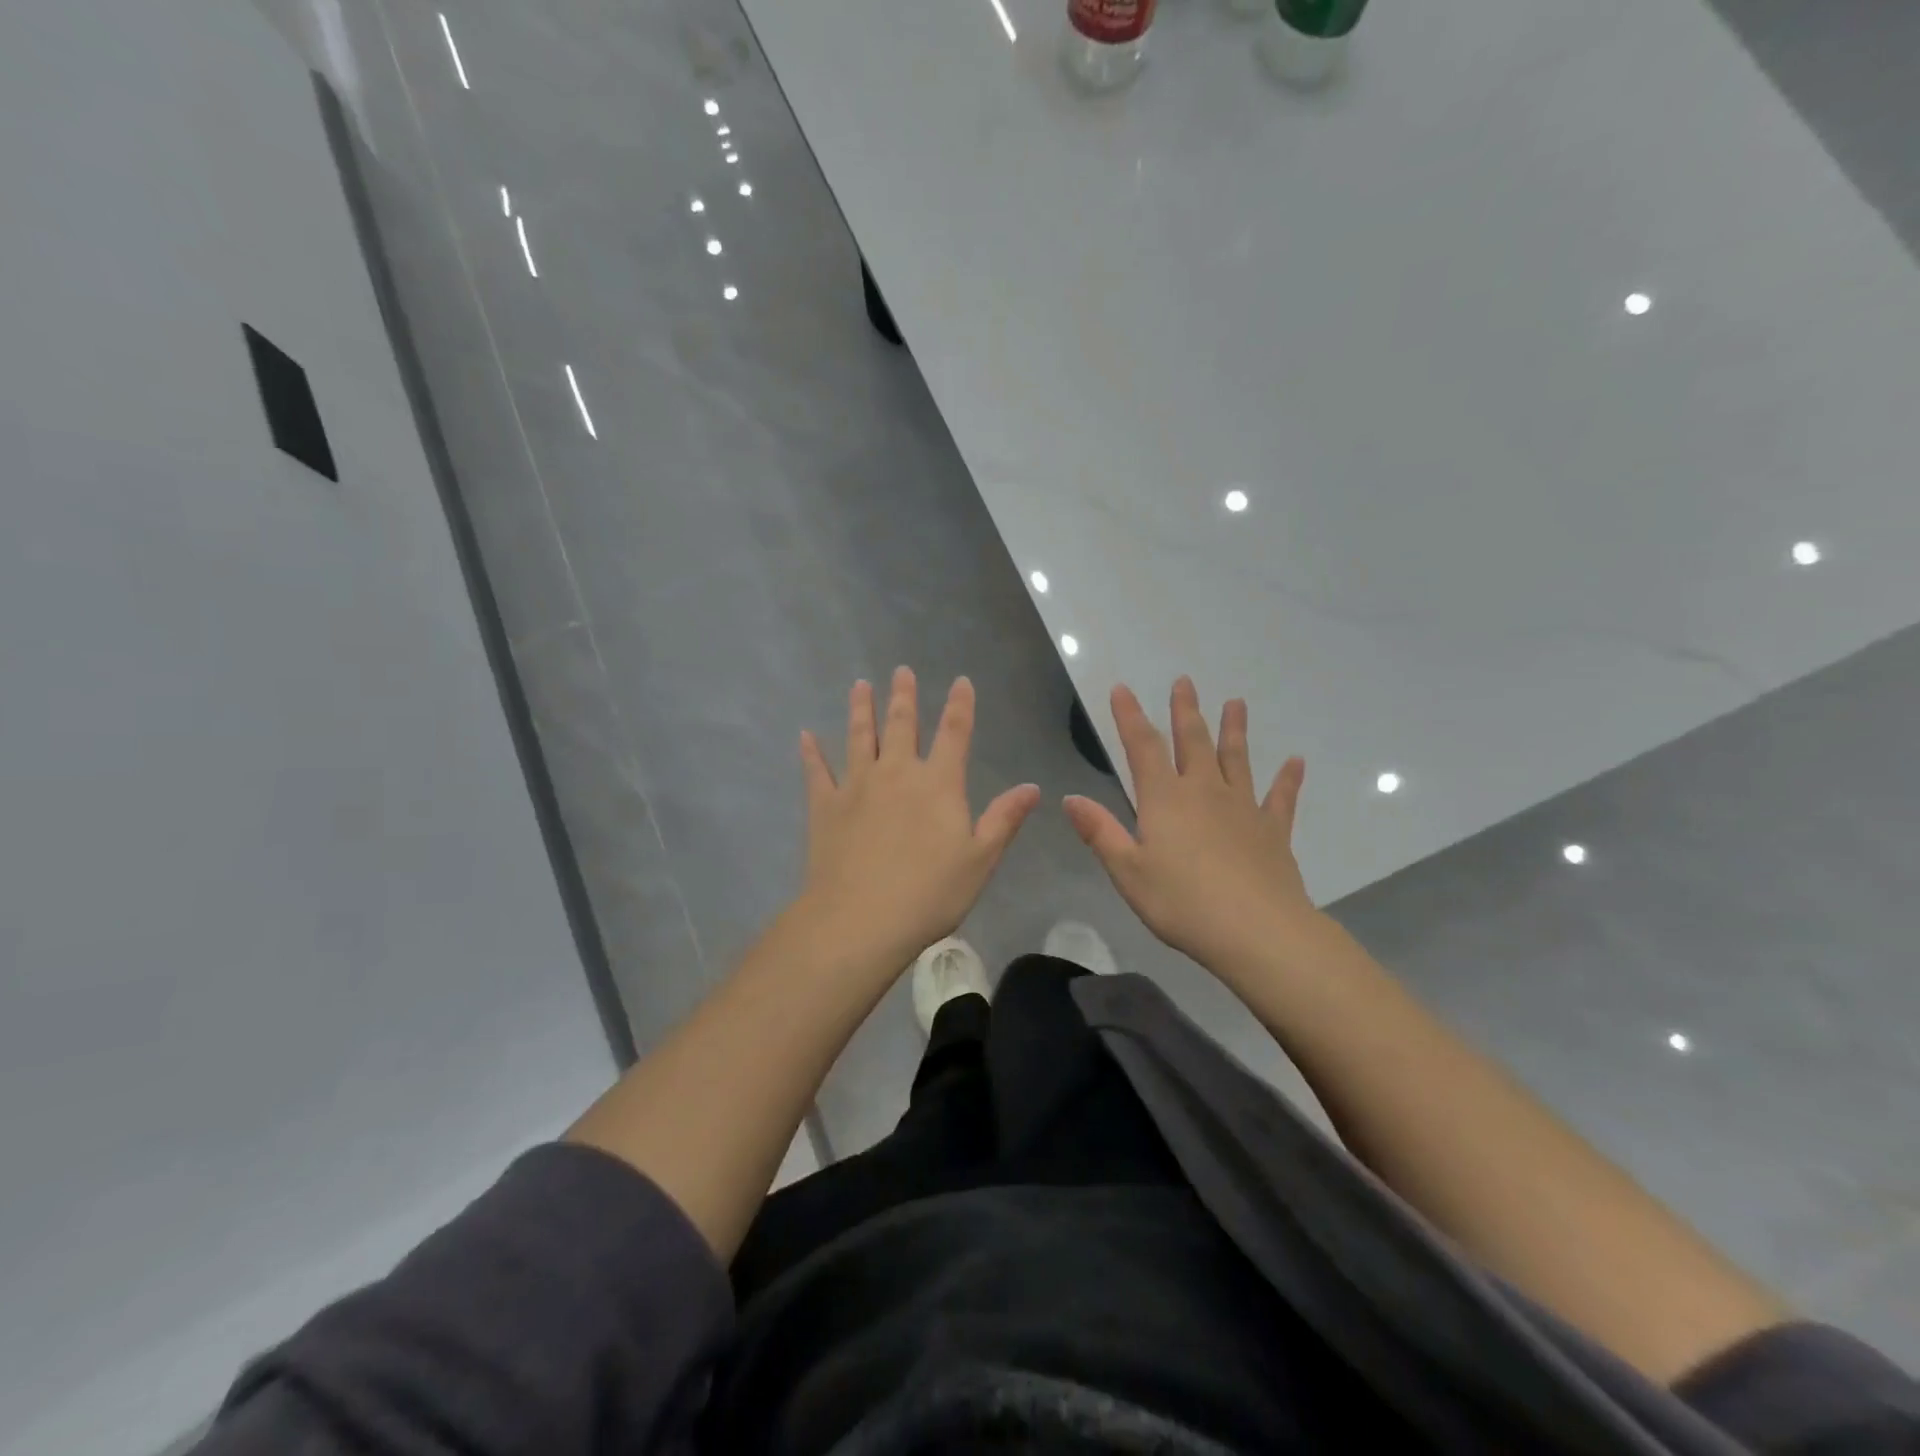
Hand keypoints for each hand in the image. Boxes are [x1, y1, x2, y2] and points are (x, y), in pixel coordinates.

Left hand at [798, 668, 1039, 974]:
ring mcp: (856, 786)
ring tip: (860, 685)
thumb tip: (1032, 787)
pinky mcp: (825, 806)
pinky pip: (817, 771)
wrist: (861, 920)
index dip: (960, 705)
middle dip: (904, 696)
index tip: (961, 681)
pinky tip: (805, 736)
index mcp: (938, 784)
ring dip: (861, 709)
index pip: (954, 734)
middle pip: (902, 725)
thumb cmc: (930, 893)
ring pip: (859, 737)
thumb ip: (1004, 819)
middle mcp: (897, 773)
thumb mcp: (980, 859)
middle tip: (900, 670)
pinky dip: (811, 753)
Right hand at [1064, 678, 1314, 974]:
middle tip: (1185, 681)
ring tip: (1236, 703)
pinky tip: (1296, 762)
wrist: (1257, 932)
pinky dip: (1288, 779)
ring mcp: (1243, 808)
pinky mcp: (1272, 831)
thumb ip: (1100, 832)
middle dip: (1185, 711)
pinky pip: (1281, 798)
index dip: (1130, 716)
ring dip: (1234, 730)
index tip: (1122, 688)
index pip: (1142, 747)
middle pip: (1192, 742)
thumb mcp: (1128, 872)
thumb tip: (1070, 798)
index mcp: (1164, 800)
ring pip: (1236, 759)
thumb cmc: (1182, 903)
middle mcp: (1204, 792)